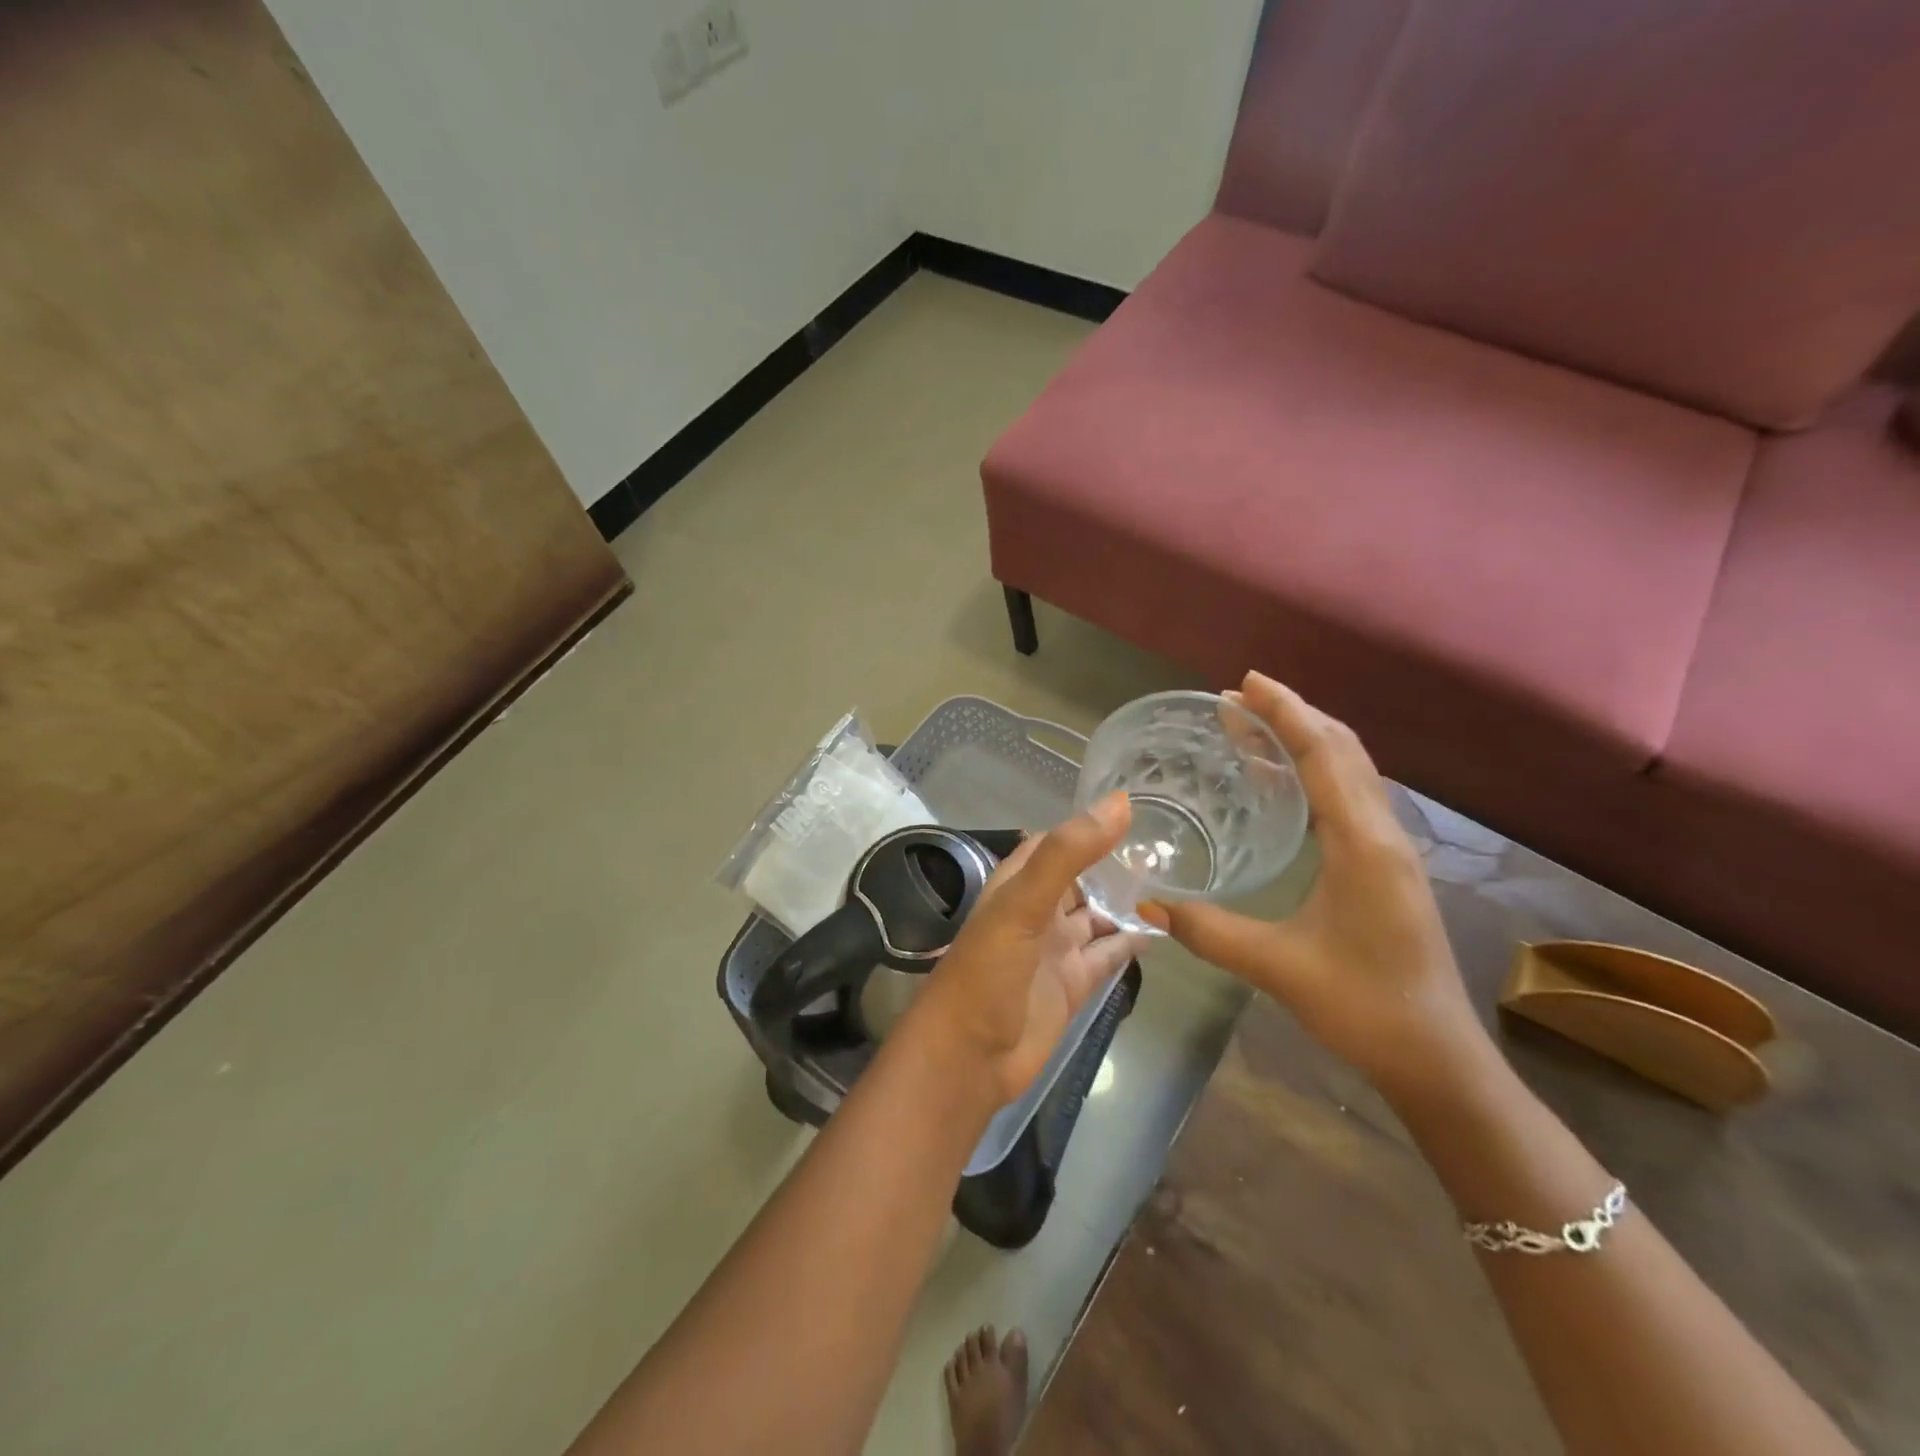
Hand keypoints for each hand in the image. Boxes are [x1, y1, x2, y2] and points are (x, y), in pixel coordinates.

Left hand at [902, 793, 1146, 1109]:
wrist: (969, 1057)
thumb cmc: (988, 971)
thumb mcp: (1023, 904)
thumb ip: (1069, 854)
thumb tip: (1120, 803)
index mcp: (1017, 884)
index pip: (1056, 843)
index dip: (1089, 825)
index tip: (1138, 809)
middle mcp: (1037, 911)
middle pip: (1082, 877)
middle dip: (1116, 863)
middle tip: (1170, 845)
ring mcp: (1056, 948)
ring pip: (1098, 914)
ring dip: (1128, 901)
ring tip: (1175, 880)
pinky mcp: (1073, 984)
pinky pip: (1108, 954)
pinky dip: (1131, 942)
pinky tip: (1162, 928)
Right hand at [1148, 672, 1490, 1104]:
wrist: (1437, 1059)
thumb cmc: (1364, 1007)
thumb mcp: (1279, 968)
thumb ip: (1211, 932)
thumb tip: (1149, 904)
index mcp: (1363, 845)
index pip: (1324, 756)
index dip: (1286, 713)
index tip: (1245, 684)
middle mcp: (1383, 834)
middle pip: (1343, 750)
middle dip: (1293, 715)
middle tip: (1238, 699)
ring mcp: (1390, 850)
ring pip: (1352, 771)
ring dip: (1307, 739)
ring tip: (1255, 728)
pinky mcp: (1387, 867)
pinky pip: (1351, 797)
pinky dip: (1318, 771)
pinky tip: (1286, 784)